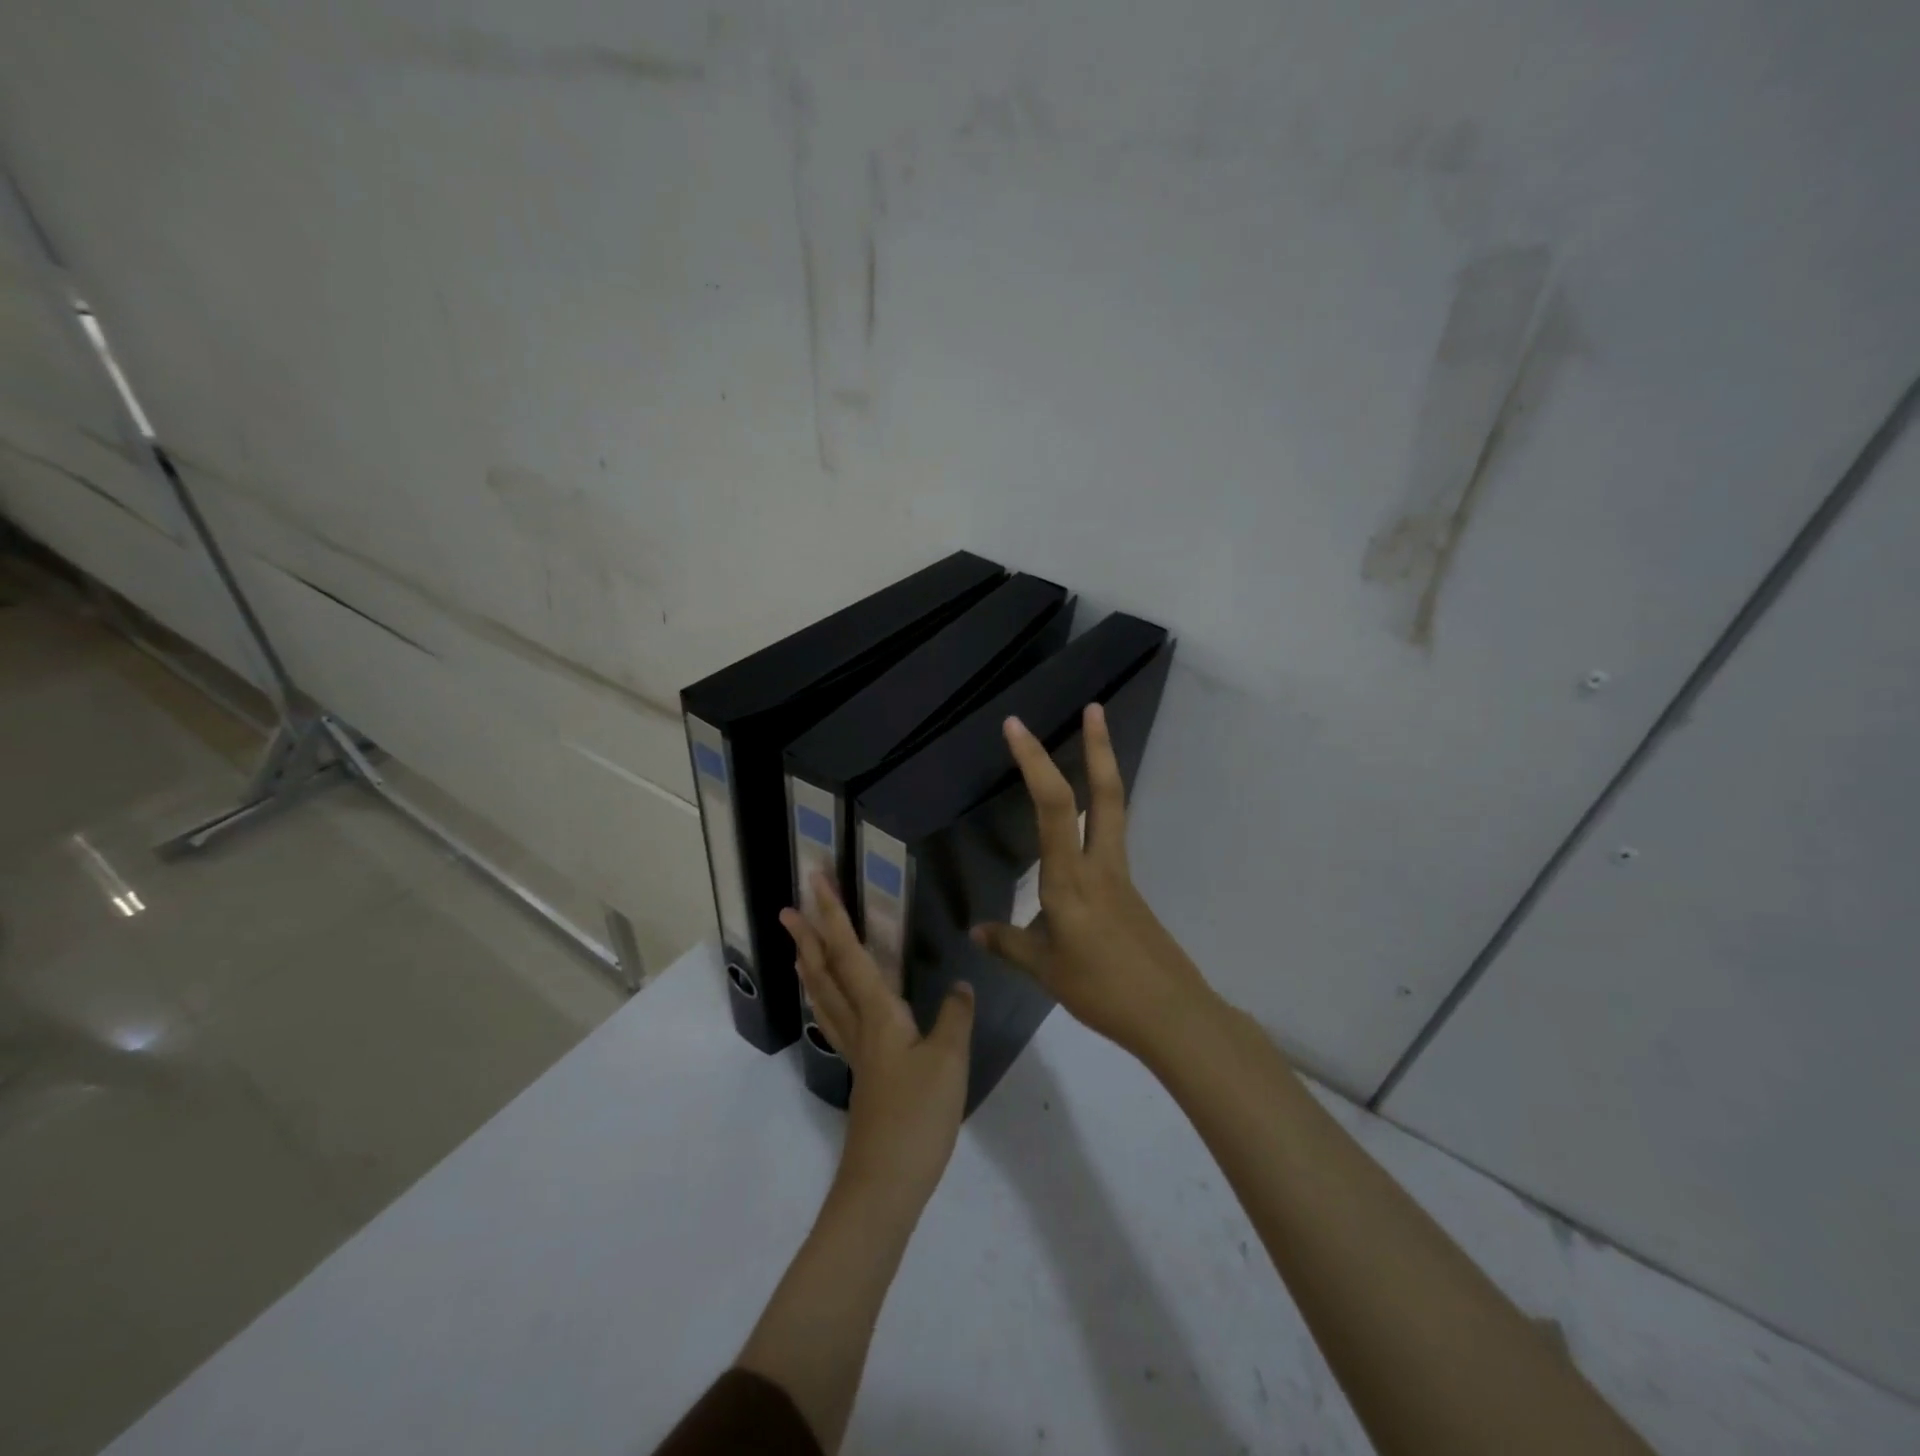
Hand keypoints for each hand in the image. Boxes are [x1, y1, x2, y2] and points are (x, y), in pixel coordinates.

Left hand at [781, 874, 974, 1215]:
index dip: (832, 914)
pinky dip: (825, 997)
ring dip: (810, 964)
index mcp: (877, 1013)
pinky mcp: (863, 1073)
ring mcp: (856, 1052)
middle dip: (808, 936)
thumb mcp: (949, 1061)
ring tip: (798, 945)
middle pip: (826, 971)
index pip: (850, 952)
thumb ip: (954, 1017)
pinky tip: (834, 1003)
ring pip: (825, 996)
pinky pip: (835, 1020)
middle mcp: (859, 1025)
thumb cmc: (917, 1117)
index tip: (814, 881)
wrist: (885, 1185)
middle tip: (787, 907)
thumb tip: (960, 984)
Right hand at [970, 703, 1214, 1063]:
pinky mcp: (1129, 892)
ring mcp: (1120, 876)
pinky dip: (1095, 819)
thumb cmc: (1101, 989)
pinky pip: (1108, 842)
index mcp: (1070, 878)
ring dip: (1102, 773)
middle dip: (1098, 747)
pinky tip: (1075, 841)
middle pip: (1106, 793)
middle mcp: (1099, 865)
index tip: (1015, 726)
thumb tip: (975, 931)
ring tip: (1090, 746)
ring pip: (1112, 811)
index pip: (1053, 806)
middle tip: (1094, 708)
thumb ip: (1009, 943)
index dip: (1034, 762)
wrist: (1171, 1014)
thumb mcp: (1045, 969)